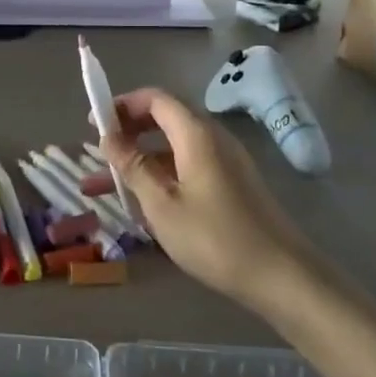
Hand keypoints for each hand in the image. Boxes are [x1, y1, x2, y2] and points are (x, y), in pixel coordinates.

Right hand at [86, 88, 313, 308]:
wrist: (282, 276)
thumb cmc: (214, 238)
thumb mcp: (162, 204)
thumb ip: (133, 166)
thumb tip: (107, 137)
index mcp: (196, 135)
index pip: (156, 100)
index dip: (122, 105)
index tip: (93, 123)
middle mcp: (213, 139)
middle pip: (164, 120)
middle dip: (127, 132)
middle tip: (97, 151)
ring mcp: (225, 163)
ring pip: (172, 149)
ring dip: (138, 160)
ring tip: (99, 185)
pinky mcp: (230, 185)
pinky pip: (186, 167)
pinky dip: (158, 176)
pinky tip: (138, 202)